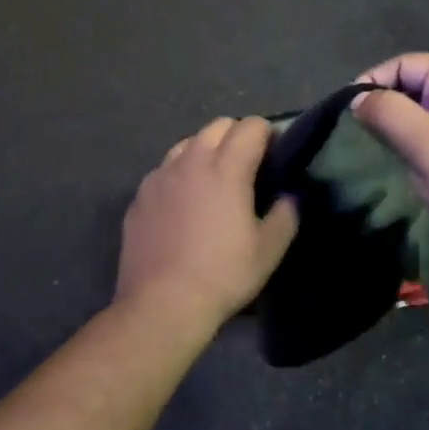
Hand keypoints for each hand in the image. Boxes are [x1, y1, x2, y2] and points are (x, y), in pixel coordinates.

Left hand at [117, 117, 299, 337]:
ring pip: (188, 143)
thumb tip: (288, 197)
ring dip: (206, 151)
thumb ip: (285, 215)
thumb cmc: (222, 275)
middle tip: (248, 167)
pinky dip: (180, 174)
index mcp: (226, 167)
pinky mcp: (140, 195)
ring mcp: (160, 176)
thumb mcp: (269, 251)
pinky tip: (184, 205)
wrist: (161, 305)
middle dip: (237, 136)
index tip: (275, 157)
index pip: (252, 126)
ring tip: (213, 182)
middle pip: (218, 125)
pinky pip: (165, 170)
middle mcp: (191, 160)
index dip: (268, 135)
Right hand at [351, 54, 428, 263]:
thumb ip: (388, 113)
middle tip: (361, 138)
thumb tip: (359, 98)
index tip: (348, 113)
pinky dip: (420, 152)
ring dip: (402, 133)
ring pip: (428, 118)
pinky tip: (411, 174)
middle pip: (419, 87)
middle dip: (388, 108)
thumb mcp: (426, 145)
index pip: (409, 63)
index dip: (375, 80)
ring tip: (382, 157)